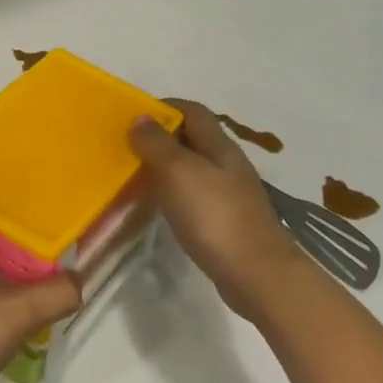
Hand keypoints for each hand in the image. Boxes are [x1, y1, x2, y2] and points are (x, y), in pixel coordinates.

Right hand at [129, 99, 305, 319]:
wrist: (257, 275)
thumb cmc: (215, 216)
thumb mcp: (179, 172)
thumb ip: (157, 143)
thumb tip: (141, 118)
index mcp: (219, 145)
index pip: (192, 111)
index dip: (163, 107)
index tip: (131, 117)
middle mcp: (226, 164)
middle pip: (192, 139)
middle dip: (160, 138)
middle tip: (126, 148)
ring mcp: (229, 194)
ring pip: (191, 168)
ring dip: (164, 167)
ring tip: (134, 176)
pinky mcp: (225, 222)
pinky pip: (193, 196)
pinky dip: (172, 194)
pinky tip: (158, 207)